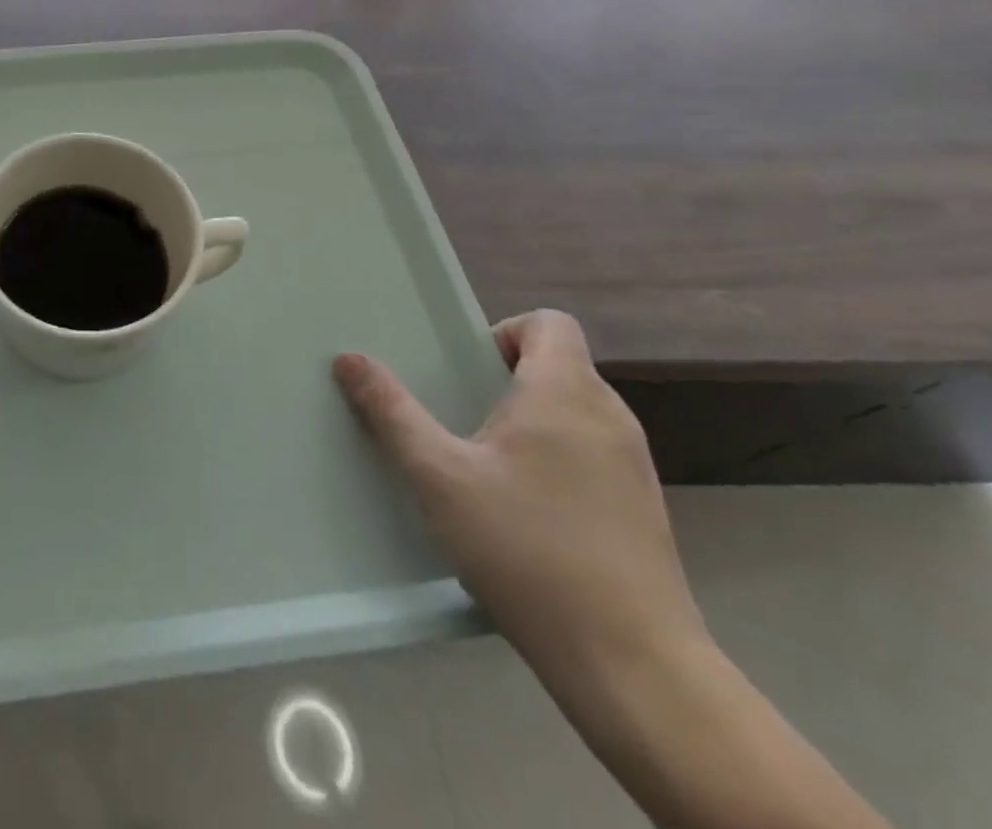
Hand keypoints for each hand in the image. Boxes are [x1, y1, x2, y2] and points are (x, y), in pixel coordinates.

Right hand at [332, 310, 704, 690]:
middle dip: (502, 379)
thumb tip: (348, 357)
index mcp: (566, 393)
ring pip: (572, 413)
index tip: (463, 371)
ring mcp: (635, 467)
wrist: (633, 668)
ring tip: (480, 464)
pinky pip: (589, 454)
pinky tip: (521, 511)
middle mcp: (610, 417)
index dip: (502, 331)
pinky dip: (553, 459)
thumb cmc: (527, 550)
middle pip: (556, 365)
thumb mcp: (438, 476)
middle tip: (455, 416)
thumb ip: (391, 411)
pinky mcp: (643, 511)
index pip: (549, 323)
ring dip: (526, 421)